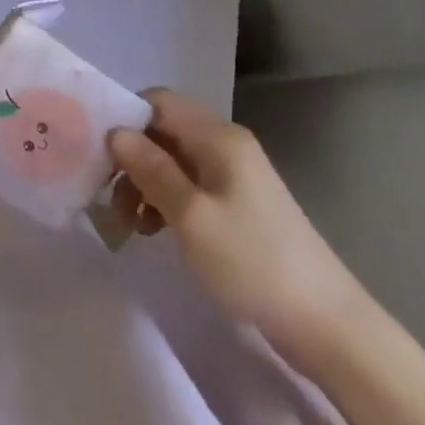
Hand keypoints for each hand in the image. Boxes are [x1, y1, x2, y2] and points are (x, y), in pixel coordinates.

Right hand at [108, 88, 360, 351]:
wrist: (325, 324)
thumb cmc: (252, 262)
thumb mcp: (191, 215)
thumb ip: (151, 169)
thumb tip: (116, 133)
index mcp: (217, 136)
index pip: (158, 100)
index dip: (125, 119)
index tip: (99, 155)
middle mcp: (225, 144)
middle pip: (163, 130)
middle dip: (131, 158)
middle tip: (109, 199)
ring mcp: (234, 175)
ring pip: (173, 160)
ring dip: (145, 183)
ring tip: (130, 224)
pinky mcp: (237, 204)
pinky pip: (189, 185)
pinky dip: (165, 200)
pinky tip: (154, 230)